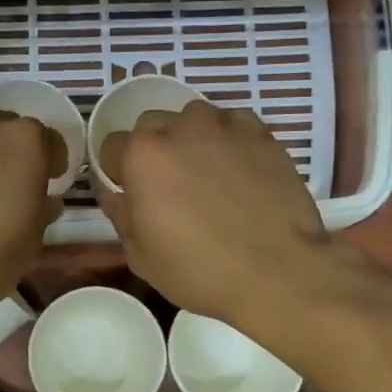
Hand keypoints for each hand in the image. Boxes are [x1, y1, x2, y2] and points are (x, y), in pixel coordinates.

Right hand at [97, 101, 333, 332]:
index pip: (112, 146)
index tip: (131, 193)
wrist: (279, 273)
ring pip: (193, 118)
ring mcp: (224, 126)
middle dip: (152, 150)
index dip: (117, 171)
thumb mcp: (142, 256)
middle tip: (169, 185)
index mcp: (142, 156)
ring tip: (206, 173)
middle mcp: (180, 129)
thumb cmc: (200, 271)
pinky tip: (238, 168)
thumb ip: (122, 216)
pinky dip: (228, 139)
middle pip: (151, 125)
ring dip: (190, 139)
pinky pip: (233, 124)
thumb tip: (115, 195)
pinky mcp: (261, 133)